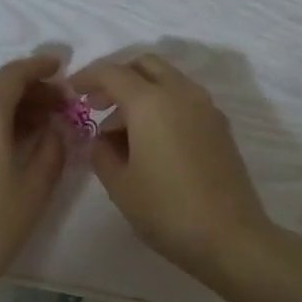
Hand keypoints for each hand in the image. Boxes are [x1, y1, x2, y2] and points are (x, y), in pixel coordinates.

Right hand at [69, 54, 276, 283]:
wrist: (229, 236)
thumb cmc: (166, 210)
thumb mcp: (120, 185)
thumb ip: (102, 153)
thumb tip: (102, 138)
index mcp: (151, 102)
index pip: (112, 73)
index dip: (87, 77)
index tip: (72, 91)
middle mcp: (181, 94)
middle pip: (145, 65)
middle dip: (118, 77)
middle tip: (98, 105)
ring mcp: (206, 108)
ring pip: (168, 80)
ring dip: (142, 92)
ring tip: (122, 131)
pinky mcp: (220, 126)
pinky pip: (185, 100)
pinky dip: (164, 106)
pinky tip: (153, 141)